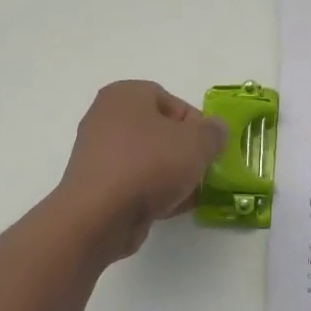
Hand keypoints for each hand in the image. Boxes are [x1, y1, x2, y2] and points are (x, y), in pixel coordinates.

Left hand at [52, 81, 228, 261]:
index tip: (209, 148)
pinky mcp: (95, 185)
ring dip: (170, 175)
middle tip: (200, 170)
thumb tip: (215, 129)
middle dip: (184, 152)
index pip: (172, 101)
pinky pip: (132, 182)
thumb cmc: (150, 165)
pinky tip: (168, 207)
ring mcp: (97, 153)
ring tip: (188, 194)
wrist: (100, 215)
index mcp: (125, 94)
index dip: (196, 124)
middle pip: (159, 131)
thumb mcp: (197, 143)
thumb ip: (214, 132)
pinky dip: (151, 192)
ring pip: (147, 159)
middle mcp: (105, 117)